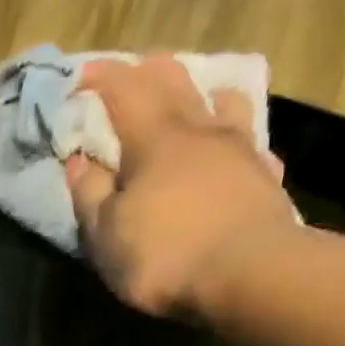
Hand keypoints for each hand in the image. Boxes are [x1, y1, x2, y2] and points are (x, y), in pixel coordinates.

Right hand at [66, 53, 291, 318]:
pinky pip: (249, 142)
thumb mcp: (107, 235)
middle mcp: (199, 129)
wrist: (249, 274)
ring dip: (201, 93)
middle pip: (174, 81)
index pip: (123, 89)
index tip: (80, 76)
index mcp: (154, 138)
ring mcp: (239, 148)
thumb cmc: (165, 255)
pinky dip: (235, 137)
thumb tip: (79, 161)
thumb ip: (90, 195)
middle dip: (149, 71)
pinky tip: (234, 150)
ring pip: (220, 101)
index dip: (100, 77)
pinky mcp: (265, 176)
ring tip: (192, 98)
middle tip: (133, 72)